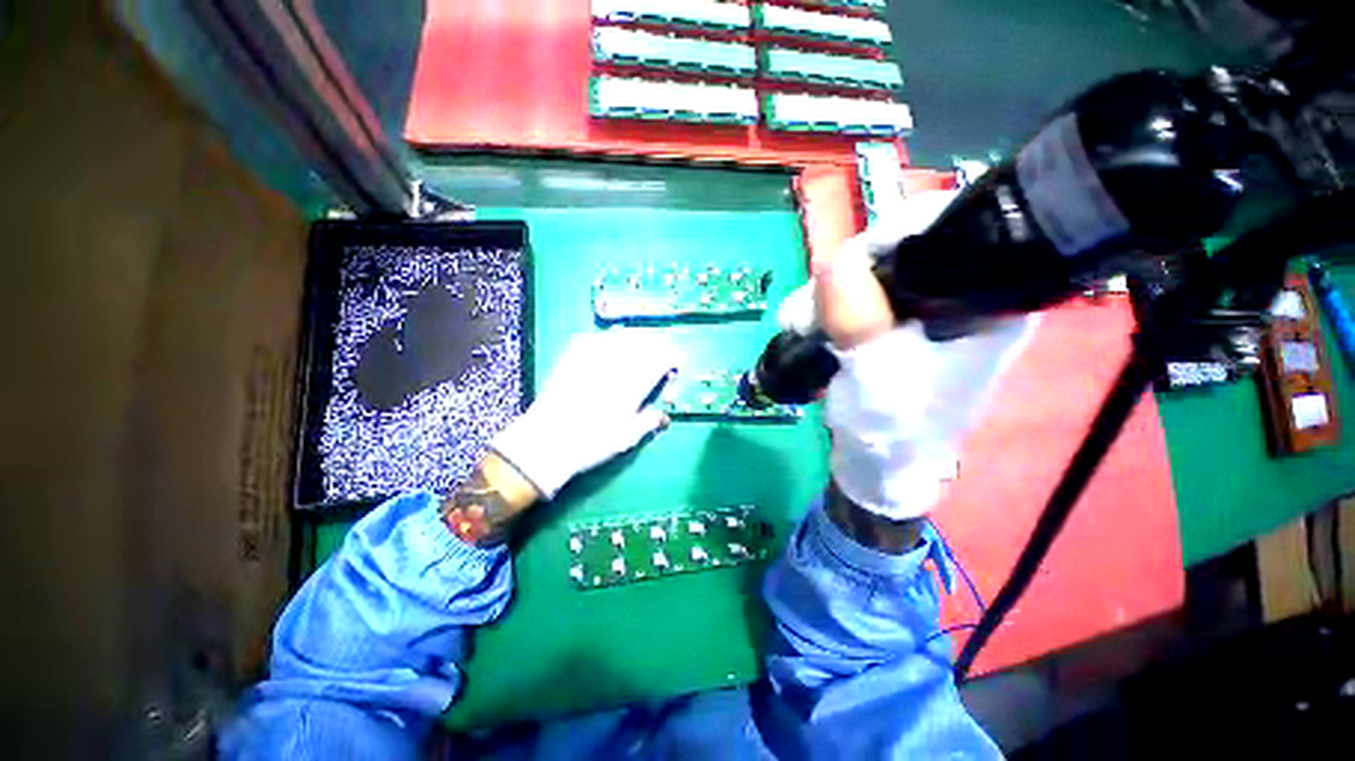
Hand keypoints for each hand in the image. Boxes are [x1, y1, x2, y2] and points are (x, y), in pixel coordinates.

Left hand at [492, 330, 680, 498]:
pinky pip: (600, 337)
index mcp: (633, 383)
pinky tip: (611, 351)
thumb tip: (664, 416)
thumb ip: (649, 421)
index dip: (673, 359)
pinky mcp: (574, 353)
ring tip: (639, 354)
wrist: (546, 441)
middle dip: (658, 348)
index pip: (663, 357)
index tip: (673, 369)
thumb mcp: (627, 438)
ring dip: (638, 342)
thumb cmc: (590, 443)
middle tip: (659, 361)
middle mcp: (616, 364)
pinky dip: (612, 341)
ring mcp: (593, 355)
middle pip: (646, 341)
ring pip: (624, 335)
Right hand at [817, 191, 1035, 520]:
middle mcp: (960, 296)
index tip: (843, 266)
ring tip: (799, 324)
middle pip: (900, 248)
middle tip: (809, 310)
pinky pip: (856, 294)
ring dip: (827, 293)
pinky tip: (806, 325)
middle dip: (846, 274)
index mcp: (984, 301)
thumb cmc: (891, 430)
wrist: (877, 468)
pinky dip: (826, 305)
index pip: (947, 231)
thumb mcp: (875, 374)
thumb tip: (837, 262)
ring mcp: (923, 310)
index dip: (891, 236)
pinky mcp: (892, 324)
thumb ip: (859, 320)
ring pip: (869, 271)